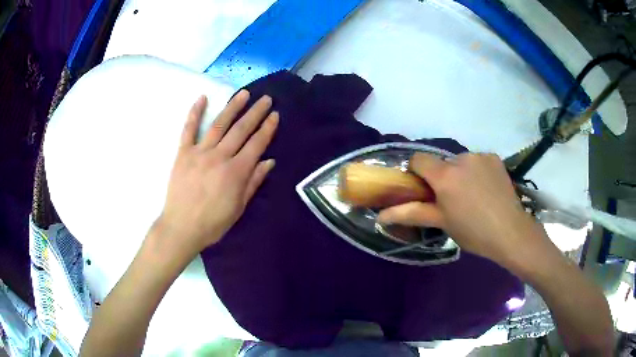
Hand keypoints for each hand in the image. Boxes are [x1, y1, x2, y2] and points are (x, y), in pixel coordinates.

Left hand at [157, 91, 277, 255]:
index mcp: (236, 172)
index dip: (267, 128)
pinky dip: (195, 113)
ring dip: (233, 107)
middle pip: (241, 130)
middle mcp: (220, 157)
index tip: (275, 115)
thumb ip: (253, 182)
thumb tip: (269, 161)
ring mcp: (200, 153)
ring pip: (219, 125)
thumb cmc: (213, 223)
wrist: (181, 228)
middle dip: (255, 112)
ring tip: (243, 94)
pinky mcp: (183, 153)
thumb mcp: (239, 207)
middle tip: (266, 98)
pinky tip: (202, 98)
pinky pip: (189, 130)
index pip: (256, 144)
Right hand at [378, 153, 548, 265]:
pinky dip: (477, 171)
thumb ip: (411, 214)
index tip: (424, 190)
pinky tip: (487, 189)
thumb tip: (380, 216)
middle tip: (452, 201)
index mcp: (445, 175)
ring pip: (461, 162)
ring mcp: (480, 156)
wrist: (511, 232)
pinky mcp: (494, 158)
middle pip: (441, 163)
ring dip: (461, 174)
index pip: (418, 159)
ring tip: (473, 196)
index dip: (417, 172)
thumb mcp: (441, 223)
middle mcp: (461, 158)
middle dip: (442, 178)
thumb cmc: (473, 232)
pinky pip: (478, 161)